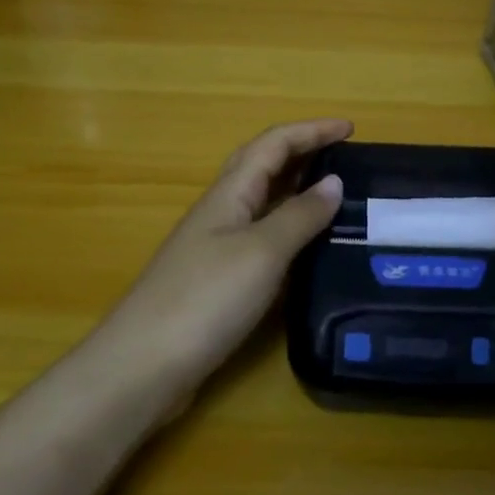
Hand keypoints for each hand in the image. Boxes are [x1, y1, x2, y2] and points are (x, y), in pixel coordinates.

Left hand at [103, 119, 349, 384]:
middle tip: (344, 156)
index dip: (311, 131)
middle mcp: (221, 212)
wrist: (142, 367)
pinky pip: (261, 237)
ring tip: (336, 194)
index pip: (273, 144)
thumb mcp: (262, 252)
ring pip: (262, 202)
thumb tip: (333, 182)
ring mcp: (216, 247)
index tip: (351, 128)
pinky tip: (307, 247)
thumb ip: (299, 216)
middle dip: (302, 151)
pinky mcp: (217, 281)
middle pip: (262, 165)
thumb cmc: (205, 299)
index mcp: (229, 194)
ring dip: (296, 188)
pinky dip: (288, 228)